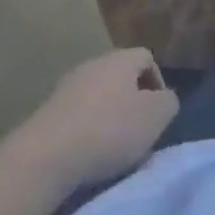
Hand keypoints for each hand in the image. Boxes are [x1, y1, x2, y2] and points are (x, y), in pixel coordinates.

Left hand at [15, 49, 178, 188]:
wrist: (46, 156)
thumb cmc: (108, 131)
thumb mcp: (155, 118)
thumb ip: (168, 103)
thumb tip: (165, 99)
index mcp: (121, 58)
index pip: (147, 58)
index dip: (157, 84)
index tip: (158, 115)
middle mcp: (93, 63)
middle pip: (120, 77)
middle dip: (131, 102)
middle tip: (137, 133)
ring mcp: (67, 86)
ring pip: (97, 96)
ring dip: (106, 118)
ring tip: (111, 150)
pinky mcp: (47, 112)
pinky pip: (76, 116)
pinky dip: (84, 131)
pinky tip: (85, 155)